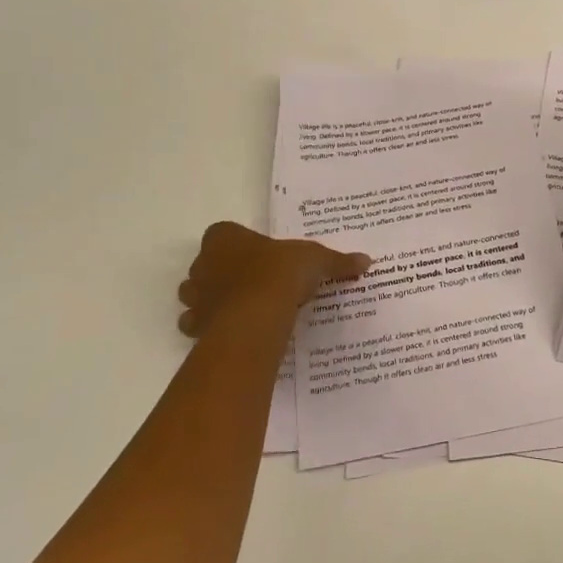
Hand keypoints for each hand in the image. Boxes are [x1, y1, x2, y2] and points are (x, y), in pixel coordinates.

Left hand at [177, 222, 369, 337]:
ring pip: (196, 295)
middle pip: (206, 265)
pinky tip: (236, 329)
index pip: (223, 233)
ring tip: (243, 307)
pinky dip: (210, 327)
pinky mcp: (196, 326)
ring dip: (212, 300)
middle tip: (253, 282)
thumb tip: (366, 261)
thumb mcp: (316, 260)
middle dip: (222, 273)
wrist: (258, 314)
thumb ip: (338, 261)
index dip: (239, 244)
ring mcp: (195, 296)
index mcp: (225, 237)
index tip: (260, 256)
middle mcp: (203, 263)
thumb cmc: (281, 273)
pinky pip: (198, 324)